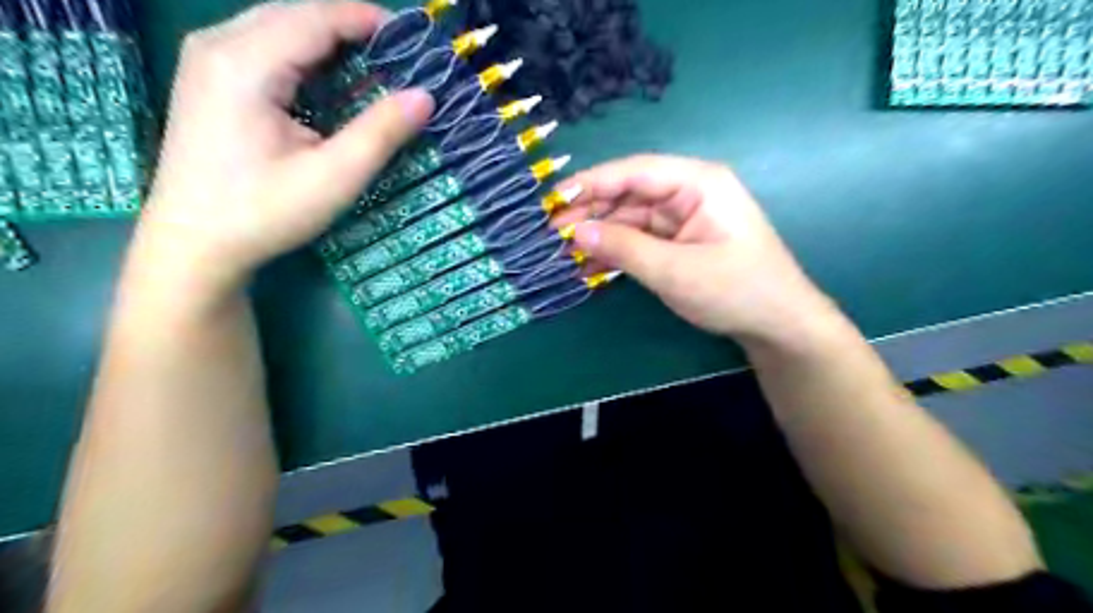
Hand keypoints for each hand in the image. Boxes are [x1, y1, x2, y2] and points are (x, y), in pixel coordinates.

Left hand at [139, 0, 436, 293]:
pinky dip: (304, 55)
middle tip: (398, 55)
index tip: (413, 38)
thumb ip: (381, 132)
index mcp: (245, 63)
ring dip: (327, 40)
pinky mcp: (208, 79)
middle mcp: (218, 45)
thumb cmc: (265, 212)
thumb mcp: (334, 177)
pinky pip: (264, 46)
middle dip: (349, 27)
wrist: (193, 244)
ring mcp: (207, 59)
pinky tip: (330, 80)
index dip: (367, 20)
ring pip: (278, 26)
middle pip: (295, 14)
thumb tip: (425, 96)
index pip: (316, 18)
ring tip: (373, 65)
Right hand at [558, 155, 837, 345]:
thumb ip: (623, 247)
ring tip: (564, 248)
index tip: (556, 197)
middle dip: (593, 210)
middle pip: (631, 193)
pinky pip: (641, 238)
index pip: (636, 171)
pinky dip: (617, 249)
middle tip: (553, 229)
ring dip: (601, 232)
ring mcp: (685, 218)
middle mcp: (690, 192)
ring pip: (632, 217)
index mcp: (698, 183)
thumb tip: (575, 230)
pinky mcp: (681, 241)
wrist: (778, 325)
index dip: (593, 182)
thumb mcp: (674, 270)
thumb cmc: (735, 290)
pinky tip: (590, 259)